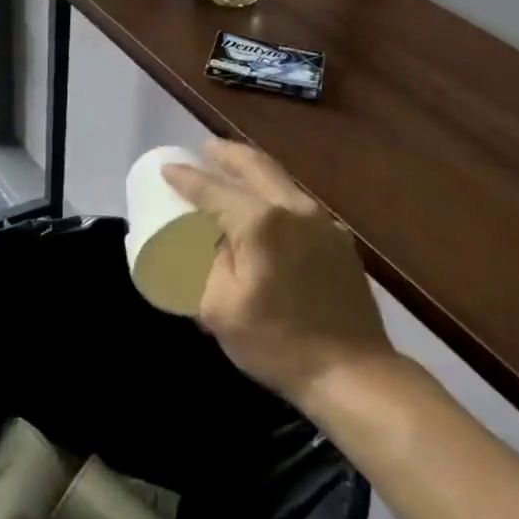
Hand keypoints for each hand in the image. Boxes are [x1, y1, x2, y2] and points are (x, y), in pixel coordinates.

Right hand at [163, 140, 390, 407]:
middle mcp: (295, 209)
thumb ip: (204, 265)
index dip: (187, 177)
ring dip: (253, 170)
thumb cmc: (276, 342)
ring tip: (232, 169)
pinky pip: (299, 205)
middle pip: (256, 166)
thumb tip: (205, 243)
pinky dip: (275, 194)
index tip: (167, 168)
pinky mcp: (339, 242)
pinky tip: (268, 209)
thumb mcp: (219, 308)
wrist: (352, 372)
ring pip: (282, 181)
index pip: (213, 190)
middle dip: (227, 154)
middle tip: (205, 147)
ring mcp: (323, 223)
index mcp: (261, 222)